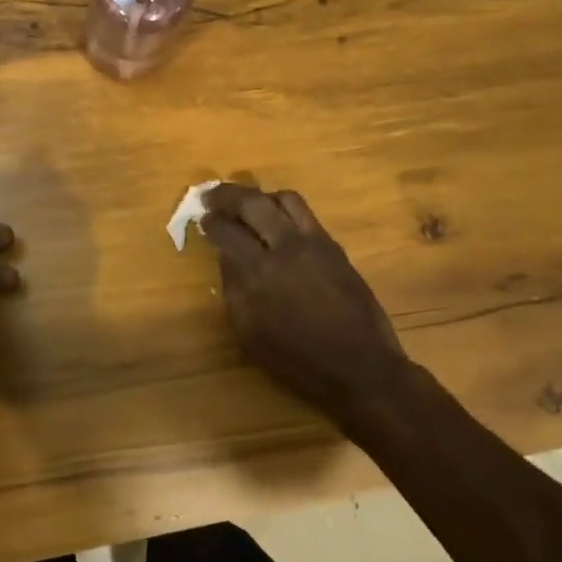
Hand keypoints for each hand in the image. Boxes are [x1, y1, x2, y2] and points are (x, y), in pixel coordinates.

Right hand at [201, 184, 409, 430]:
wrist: (359, 367)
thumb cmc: (297, 360)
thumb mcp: (250, 333)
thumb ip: (233, 289)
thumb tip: (226, 256)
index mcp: (258, 273)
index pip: (227, 232)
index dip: (211, 223)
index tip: (203, 219)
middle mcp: (285, 247)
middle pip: (252, 203)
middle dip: (227, 195)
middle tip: (212, 197)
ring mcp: (313, 242)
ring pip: (284, 199)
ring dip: (260, 196)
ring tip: (248, 204)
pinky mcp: (334, 246)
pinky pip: (305, 214)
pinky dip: (284, 209)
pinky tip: (277, 220)